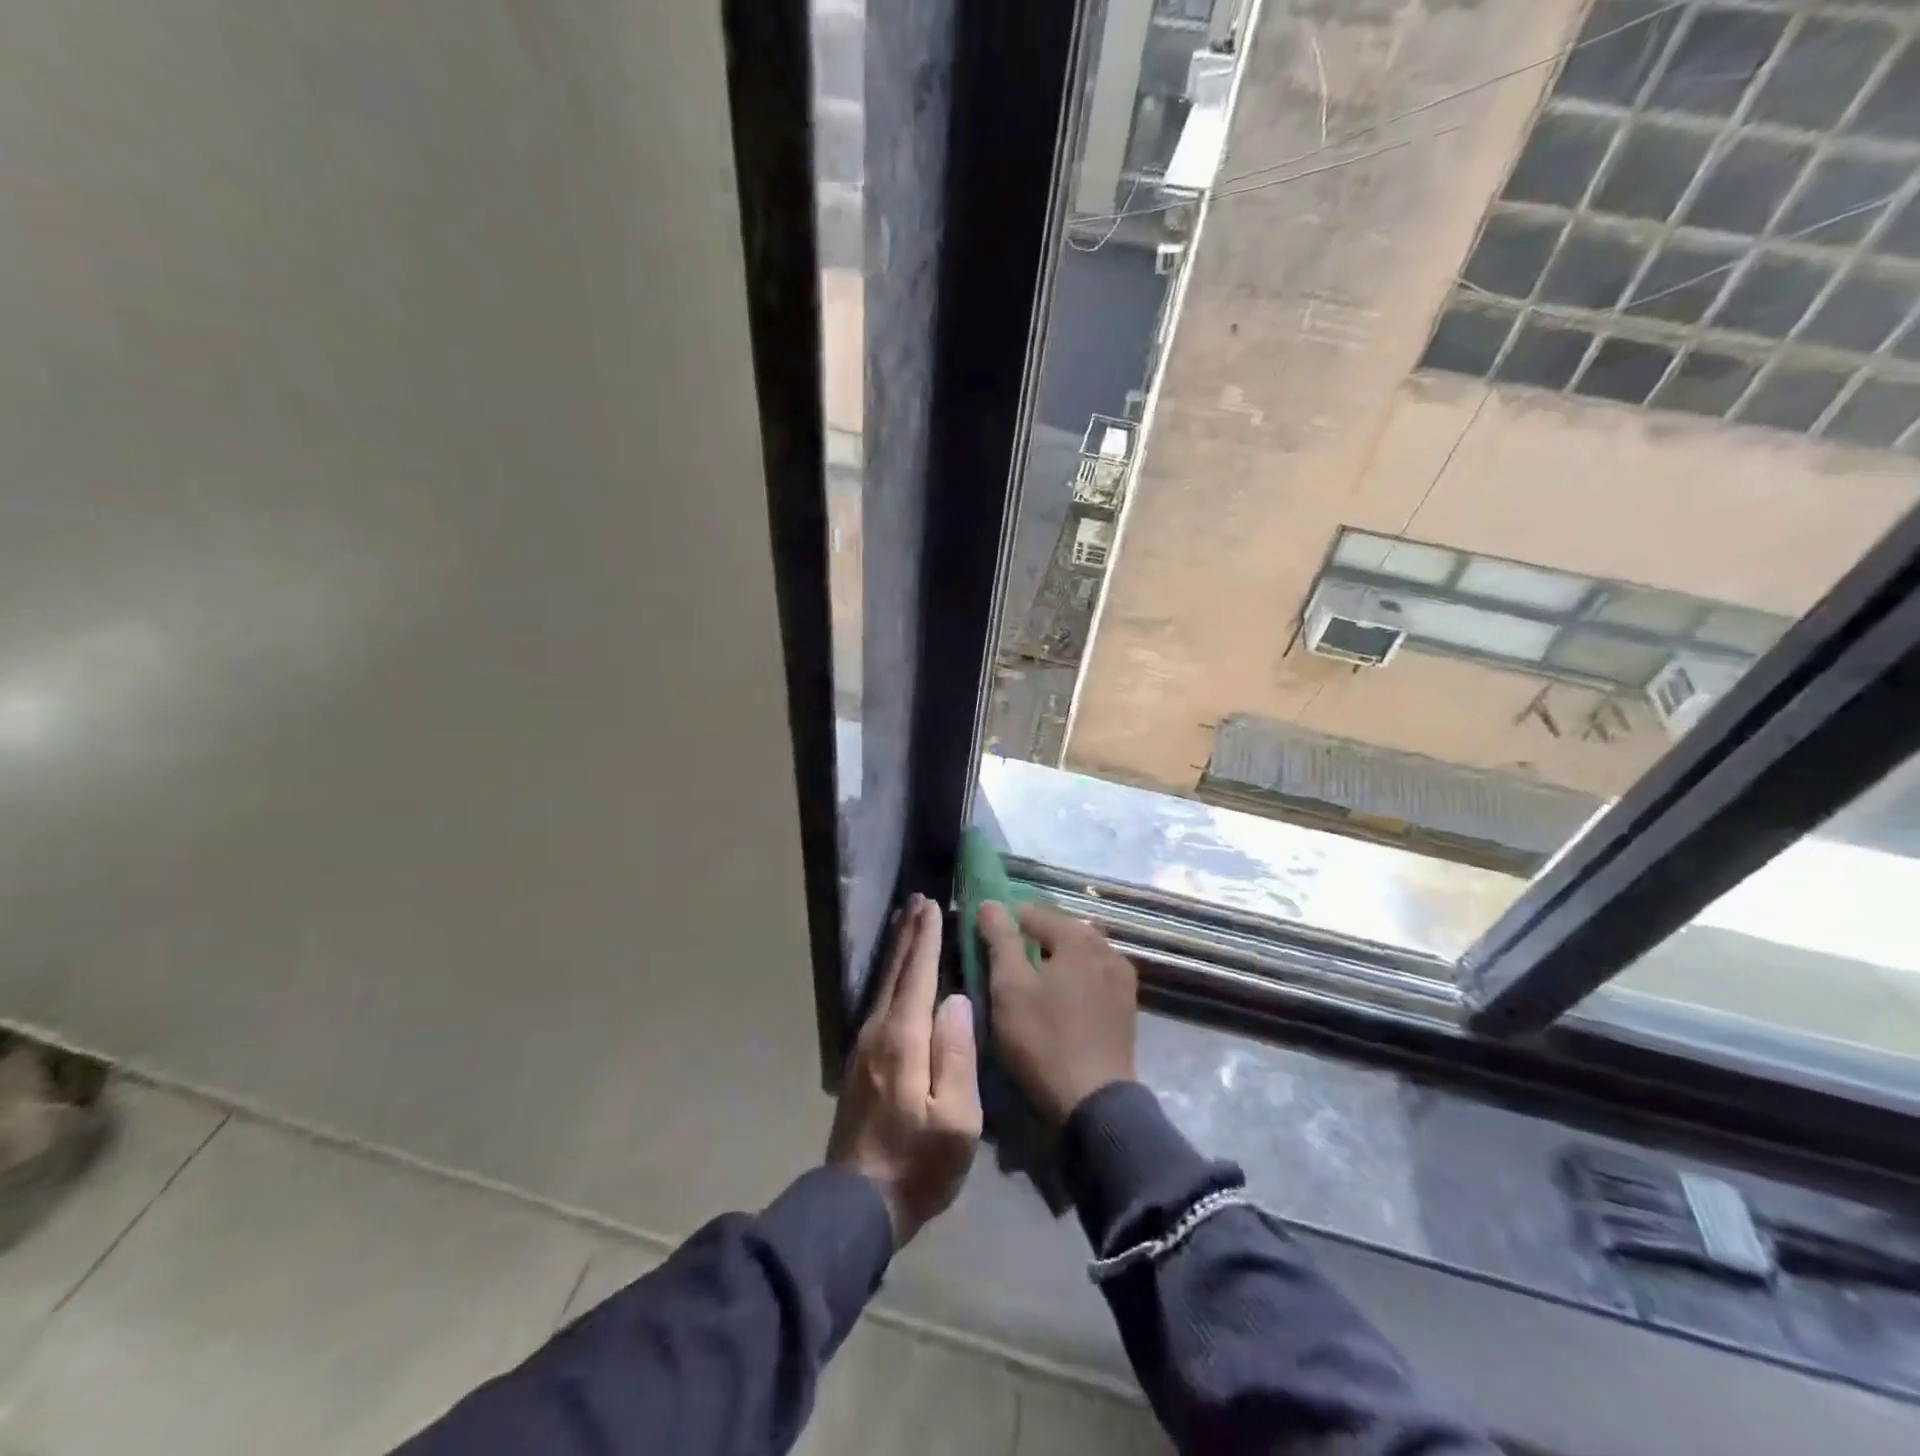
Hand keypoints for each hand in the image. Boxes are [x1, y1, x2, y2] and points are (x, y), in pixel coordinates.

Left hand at [826, 895, 980, 1245]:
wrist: (858, 1204)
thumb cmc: (918, 1164)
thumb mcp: (956, 1119)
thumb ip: (957, 1054)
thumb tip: (955, 999)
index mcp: (904, 1039)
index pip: (918, 974)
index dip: (927, 938)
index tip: (933, 905)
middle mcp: (878, 1031)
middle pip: (896, 971)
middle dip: (908, 934)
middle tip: (917, 900)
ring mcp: (864, 1046)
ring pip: (884, 984)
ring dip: (897, 951)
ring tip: (906, 923)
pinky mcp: (859, 1061)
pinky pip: (879, 1002)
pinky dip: (890, 976)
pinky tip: (896, 975)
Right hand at [979, 901, 1137, 1127]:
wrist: (1094, 1102)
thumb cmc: (1044, 1039)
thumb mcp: (1010, 987)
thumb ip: (1000, 939)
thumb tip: (991, 903)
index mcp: (1078, 937)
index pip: (1033, 911)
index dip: (1005, 922)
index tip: (985, 944)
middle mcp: (1106, 947)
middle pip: (1059, 929)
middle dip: (1031, 940)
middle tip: (1005, 966)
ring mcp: (1121, 976)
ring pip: (1078, 953)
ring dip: (1054, 959)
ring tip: (1031, 984)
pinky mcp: (1126, 1004)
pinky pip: (1093, 975)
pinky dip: (1073, 978)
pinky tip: (1059, 1000)